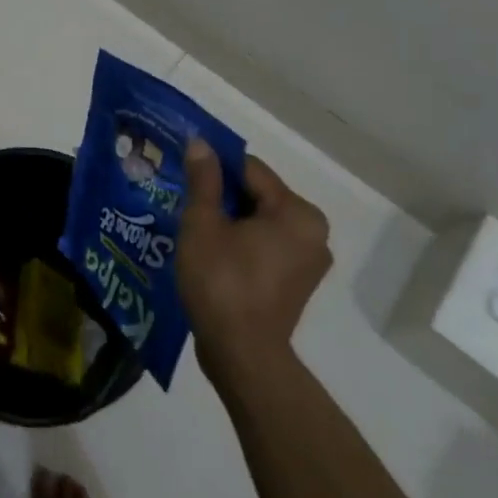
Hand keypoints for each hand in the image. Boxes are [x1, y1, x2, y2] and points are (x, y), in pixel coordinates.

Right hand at [177, 139, 331, 389]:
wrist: (241, 354)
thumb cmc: (222, 282)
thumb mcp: (203, 224)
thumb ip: (204, 181)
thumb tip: (201, 143)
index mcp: (297, 213)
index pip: (251, 170)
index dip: (215, 167)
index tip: (184, 173)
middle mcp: (313, 232)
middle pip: (259, 195)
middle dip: (223, 196)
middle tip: (185, 201)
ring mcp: (309, 261)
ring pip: (261, 222)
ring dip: (231, 220)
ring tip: (194, 227)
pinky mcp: (297, 283)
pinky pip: (266, 246)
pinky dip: (242, 242)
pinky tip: (212, 252)